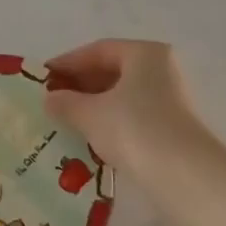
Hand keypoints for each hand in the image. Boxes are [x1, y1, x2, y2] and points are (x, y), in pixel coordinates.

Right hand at [44, 39, 207, 175]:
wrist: (182, 175)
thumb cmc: (133, 129)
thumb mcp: (90, 113)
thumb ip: (65, 102)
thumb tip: (49, 99)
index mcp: (144, 54)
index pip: (98, 50)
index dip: (67, 63)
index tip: (42, 78)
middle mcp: (161, 69)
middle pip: (112, 70)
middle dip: (80, 85)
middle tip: (51, 100)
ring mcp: (169, 98)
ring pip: (122, 95)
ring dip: (92, 104)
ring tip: (65, 119)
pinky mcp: (170, 126)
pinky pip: (131, 115)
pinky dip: (109, 120)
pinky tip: (89, 135)